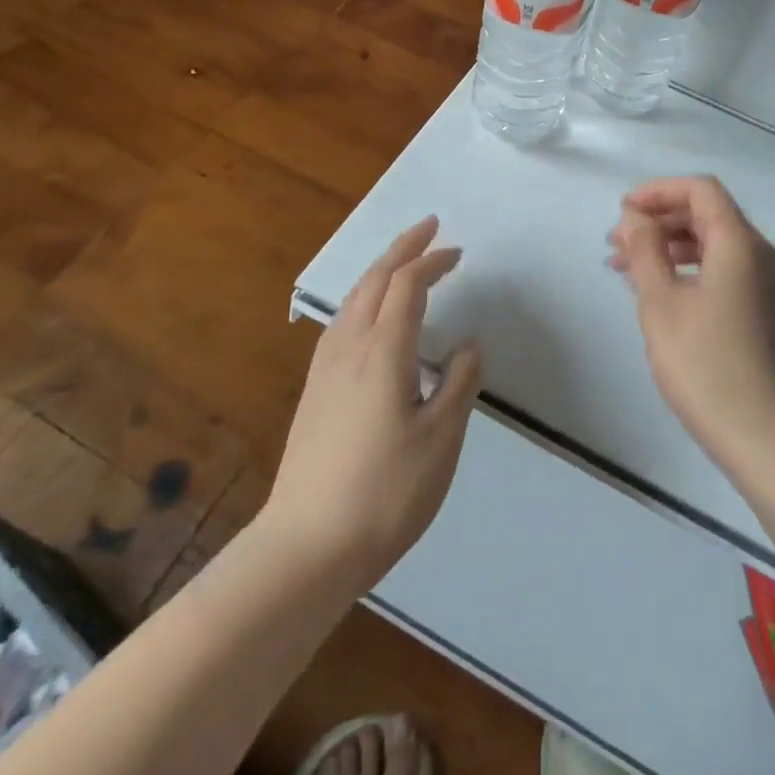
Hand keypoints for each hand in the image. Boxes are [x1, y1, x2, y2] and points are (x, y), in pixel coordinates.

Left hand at [264, 217, 481, 588]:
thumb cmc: (385, 492)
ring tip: (403, 261)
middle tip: (429, 228)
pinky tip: (369, 314)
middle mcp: (349, 346)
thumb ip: (458, 384)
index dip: (432, 261)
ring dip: (380, 269)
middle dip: (402, 248)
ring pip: (353, 296)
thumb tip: (468, 344)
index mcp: (383, 351)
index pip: (408, 285)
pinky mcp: (314, 388)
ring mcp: (325, 367)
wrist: (306, 546)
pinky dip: (363, 296)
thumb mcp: (440, 440)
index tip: (457, 252)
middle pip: (374, 278)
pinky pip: (341, 320)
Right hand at [608, 176, 774, 483]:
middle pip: (710, 216)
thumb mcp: (662, 305)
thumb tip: (636, 216)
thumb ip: (645, 251)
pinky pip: (729, 274)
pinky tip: (665, 298)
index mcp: (741, 244)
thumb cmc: (709, 367)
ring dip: (673, 249)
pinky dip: (693, 273)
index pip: (701, 190)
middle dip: (660, 222)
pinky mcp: (773, 316)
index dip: (658, 191)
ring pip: (719, 248)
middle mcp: (764, 256)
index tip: (622, 213)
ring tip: (630, 271)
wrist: (774, 443)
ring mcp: (773, 288)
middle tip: (617, 246)